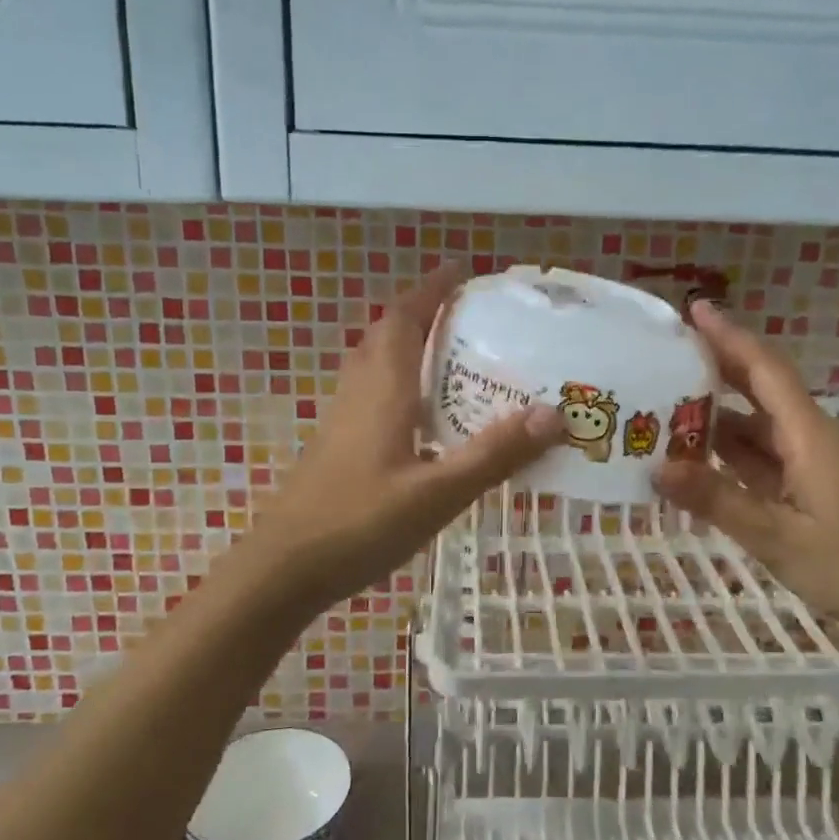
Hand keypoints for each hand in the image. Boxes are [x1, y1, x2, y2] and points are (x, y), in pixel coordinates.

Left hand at [244, 267, 564, 612]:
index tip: (460, 270)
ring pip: (372, 365)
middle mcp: (358, 395)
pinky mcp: (335, 448)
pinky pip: (369, 395)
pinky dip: (396, 384)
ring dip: (405, 347)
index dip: (430, 290)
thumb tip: (554, 414)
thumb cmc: (360, 524)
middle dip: (420, 313)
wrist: (283, 569)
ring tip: (448, 357)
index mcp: (382, 391)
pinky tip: (420, 418)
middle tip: (463, 315)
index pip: (403, 320)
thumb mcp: (438, 493)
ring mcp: (341, 422)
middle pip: (384, 335)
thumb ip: (494, 454)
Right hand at [653, 302, 838, 641]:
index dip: (729, 337)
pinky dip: (736, 455)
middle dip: (717, 369)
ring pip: (762, 429)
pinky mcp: (820, 488)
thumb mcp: (779, 538)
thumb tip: (657, 468)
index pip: (765, 370)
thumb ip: (718, 501)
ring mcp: (819, 464)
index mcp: (810, 436)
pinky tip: (703, 462)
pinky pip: (770, 459)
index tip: (694, 309)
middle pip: (762, 391)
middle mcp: (815, 438)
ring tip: (667, 411)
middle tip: (666, 357)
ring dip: (720, 418)